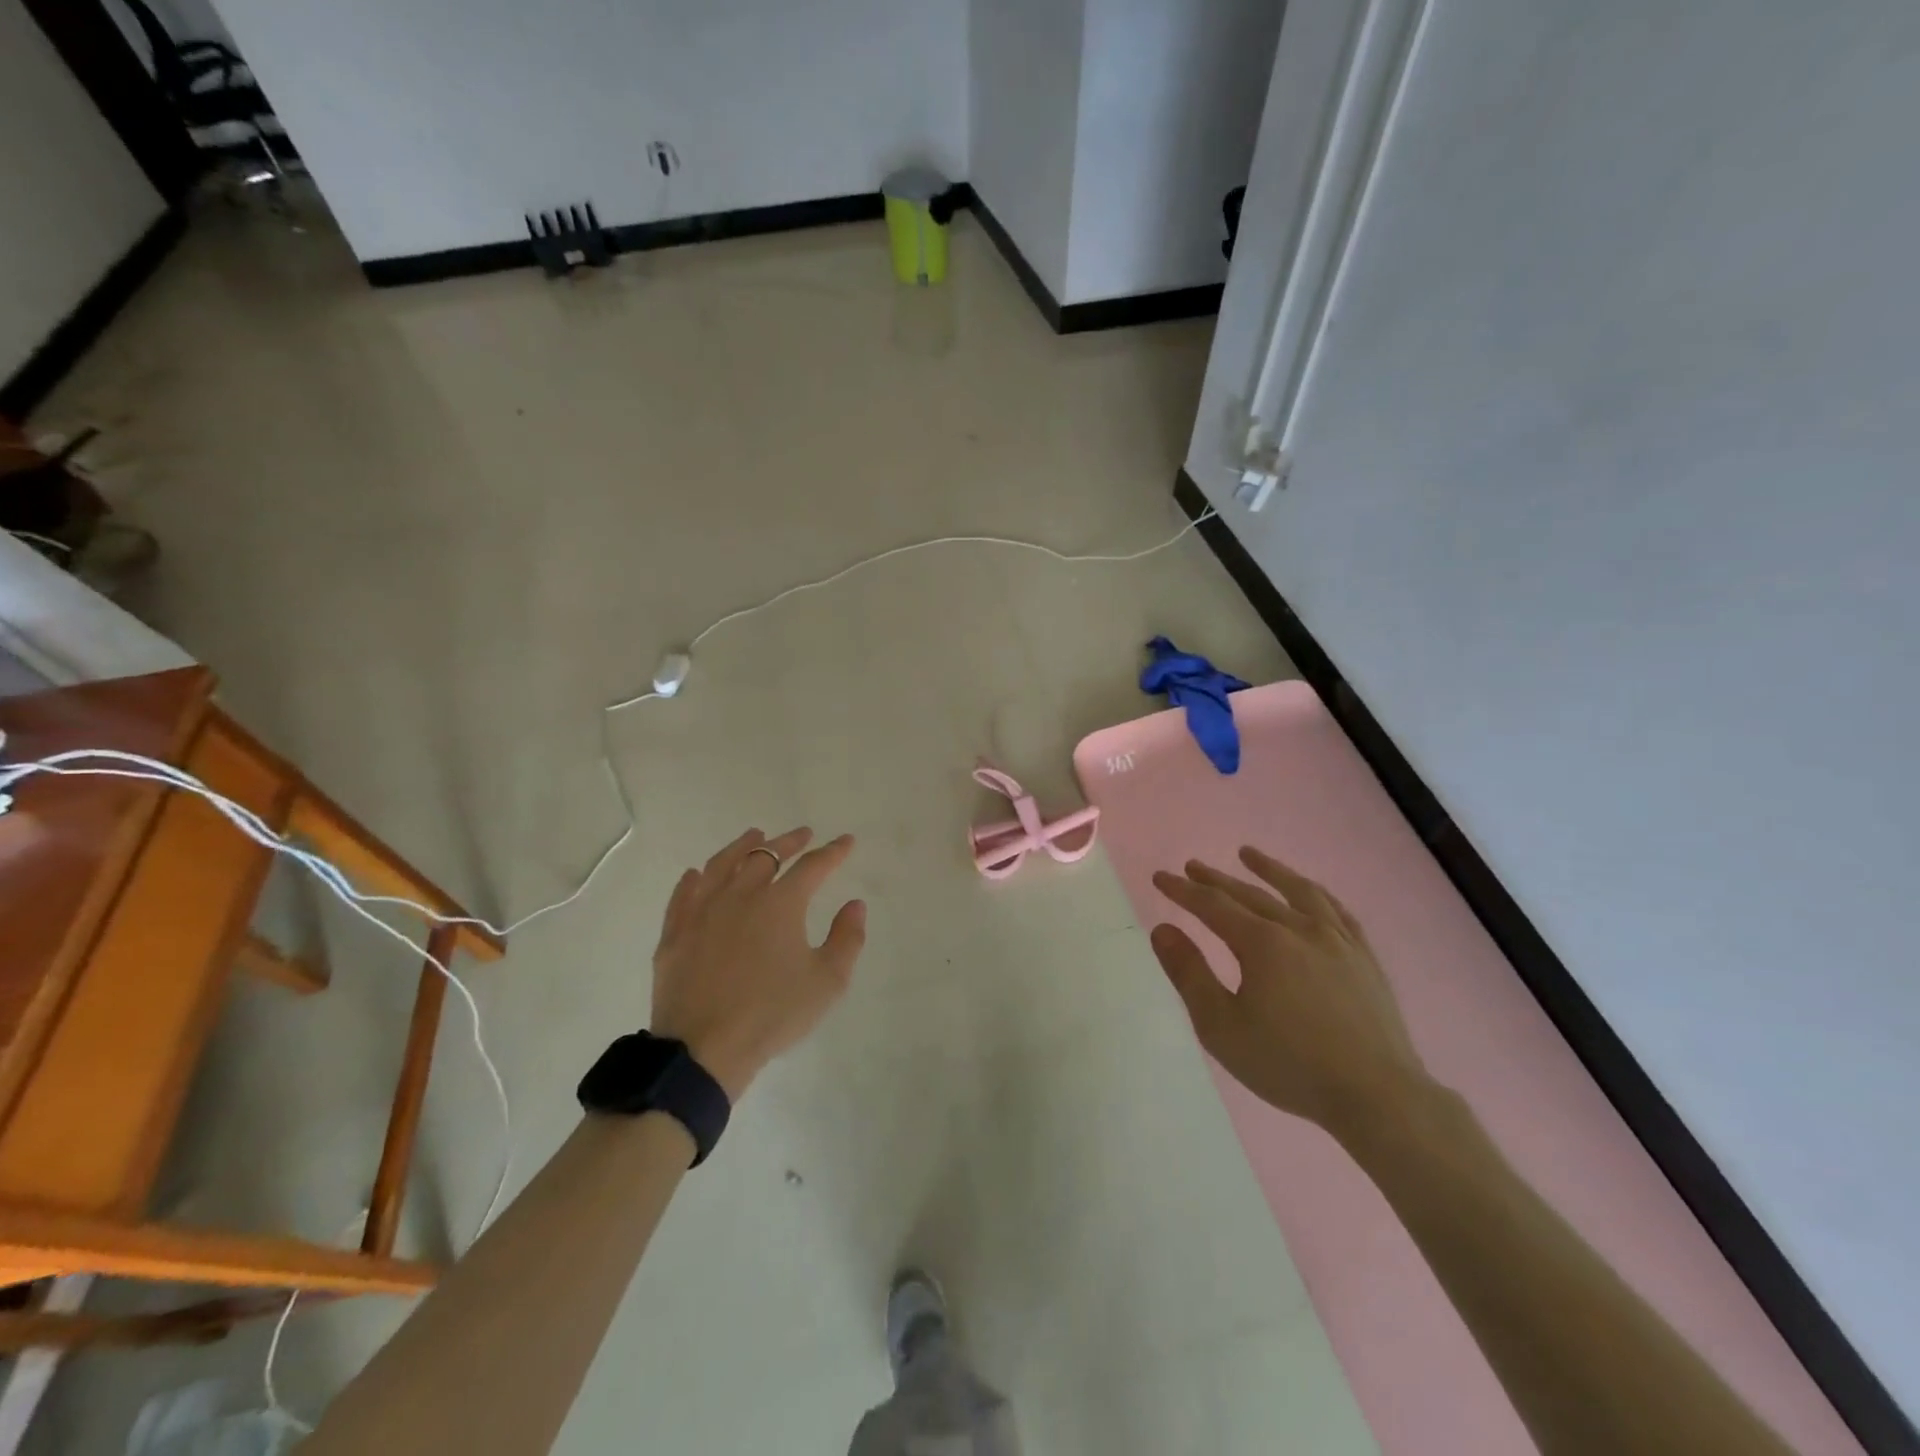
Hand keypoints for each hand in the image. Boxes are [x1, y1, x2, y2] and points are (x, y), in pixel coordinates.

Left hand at [651, 826, 866, 1099]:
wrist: (704, 1049)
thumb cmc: (773, 1014)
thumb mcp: (828, 982)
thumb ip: (847, 938)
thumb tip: (854, 905)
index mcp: (781, 903)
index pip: (813, 866)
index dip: (833, 852)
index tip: (846, 842)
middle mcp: (741, 895)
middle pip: (766, 855)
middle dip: (789, 842)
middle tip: (803, 835)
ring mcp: (702, 911)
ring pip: (722, 864)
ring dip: (742, 846)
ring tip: (755, 836)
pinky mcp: (675, 933)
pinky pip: (684, 894)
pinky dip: (695, 878)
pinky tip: (698, 874)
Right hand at [1150, 847, 1429, 1139]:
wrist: (1377, 1096)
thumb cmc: (1289, 1064)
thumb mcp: (1221, 1026)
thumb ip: (1189, 974)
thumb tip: (1163, 929)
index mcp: (1262, 944)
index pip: (1212, 905)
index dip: (1183, 890)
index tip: (1160, 877)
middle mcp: (1299, 929)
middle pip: (1250, 894)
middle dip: (1216, 880)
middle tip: (1192, 866)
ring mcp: (1337, 941)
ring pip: (1297, 892)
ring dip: (1269, 870)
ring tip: (1248, 854)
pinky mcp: (1364, 958)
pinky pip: (1337, 912)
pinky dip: (1315, 894)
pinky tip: (1309, 893)